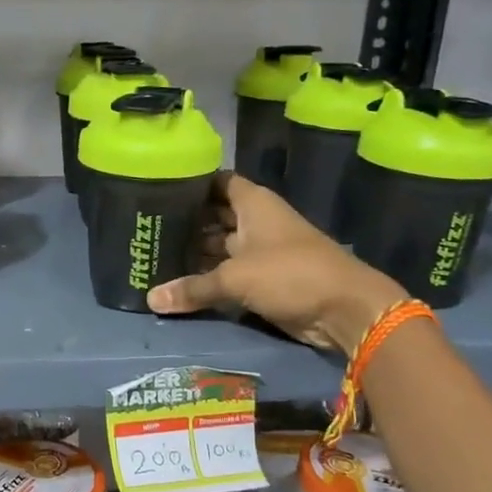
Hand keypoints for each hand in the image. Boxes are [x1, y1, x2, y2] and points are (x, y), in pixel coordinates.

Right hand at [146, 172, 405, 353]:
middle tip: (146, 228)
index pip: (217, 181)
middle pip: (215, 215)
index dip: (191, 183)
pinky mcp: (265, 279)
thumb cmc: (290, 274)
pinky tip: (180, 283)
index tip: (158, 188)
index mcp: (253, 204)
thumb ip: (193, 287)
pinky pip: (229, 273)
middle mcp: (256, 222)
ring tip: (155, 255)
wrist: (344, 310)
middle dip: (186, 222)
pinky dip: (209, 277)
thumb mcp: (235, 278)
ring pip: (220, 246)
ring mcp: (261, 251)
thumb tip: (150, 299)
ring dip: (195, 252)